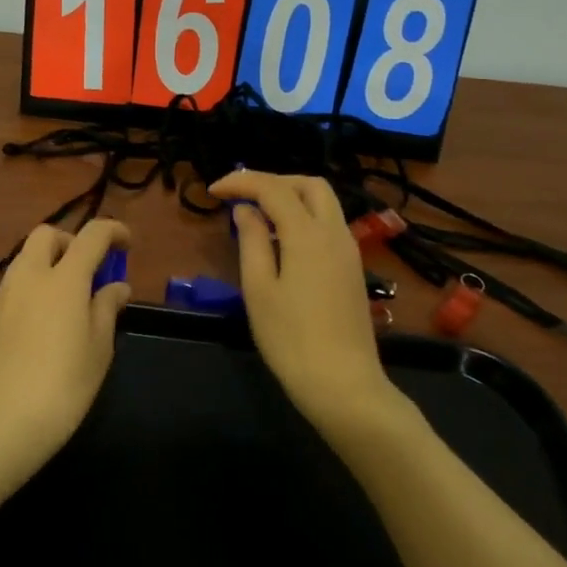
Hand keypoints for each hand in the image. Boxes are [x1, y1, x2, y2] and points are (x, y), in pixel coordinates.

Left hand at [0, 219, 131, 491]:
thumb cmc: (61, 388)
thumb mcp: (98, 351)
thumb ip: (106, 309)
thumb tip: (116, 285)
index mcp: (63, 278)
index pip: (91, 235)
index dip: (113, 231)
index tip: (127, 244)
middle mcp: (29, 276)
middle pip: (48, 235)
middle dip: (72, 241)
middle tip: (91, 270)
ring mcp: (2, 295)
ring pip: (26, 257)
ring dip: (50, 263)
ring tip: (69, 300)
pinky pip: (14, 284)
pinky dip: (33, 286)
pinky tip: (43, 322)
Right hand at [208, 172, 397, 431]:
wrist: (343, 385)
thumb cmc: (291, 339)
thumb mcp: (259, 288)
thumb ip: (252, 241)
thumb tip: (246, 210)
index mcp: (308, 234)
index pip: (273, 189)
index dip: (241, 182)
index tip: (213, 191)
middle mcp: (334, 233)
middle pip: (309, 185)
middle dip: (273, 181)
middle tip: (242, 196)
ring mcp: (349, 251)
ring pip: (324, 203)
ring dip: (291, 198)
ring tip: (257, 216)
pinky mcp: (353, 269)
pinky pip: (329, 225)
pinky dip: (304, 217)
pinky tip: (281, 241)